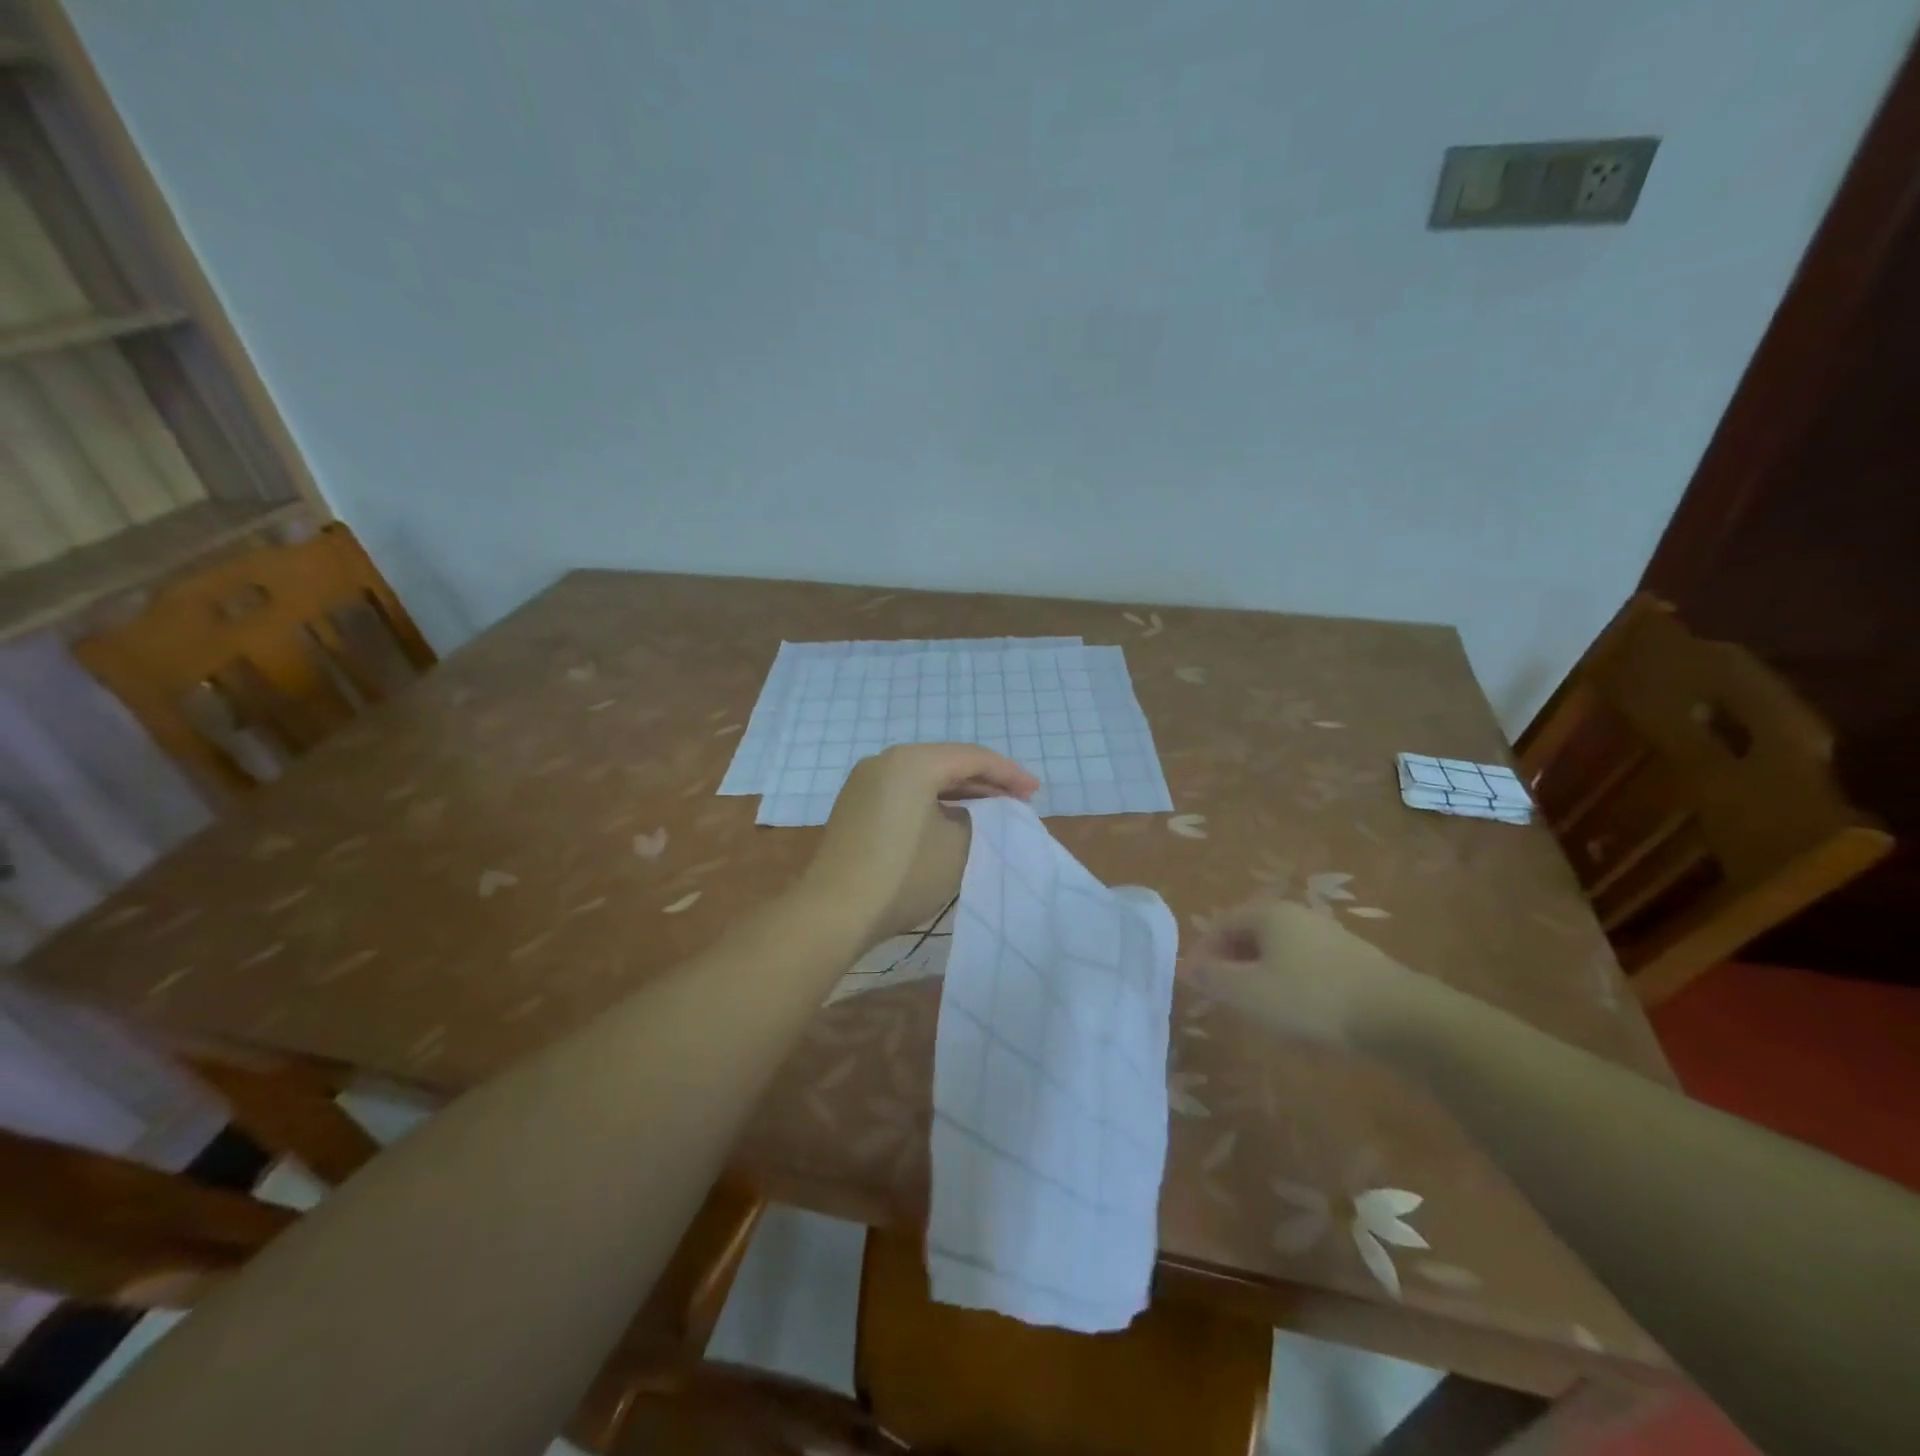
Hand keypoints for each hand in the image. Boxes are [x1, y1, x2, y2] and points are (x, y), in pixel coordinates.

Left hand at [797, 744, 1039, 947]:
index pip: (971, 757)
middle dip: (984, 780)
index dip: (1008, 773)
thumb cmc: (904, 874)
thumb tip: (967, 812)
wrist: (834, 911)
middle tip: (1018, 799)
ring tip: (991, 808)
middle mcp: (884, 761)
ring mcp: (864, 782)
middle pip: (946, 762)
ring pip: (924, 777)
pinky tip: (952, 817)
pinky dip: (931, 801)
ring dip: (958, 791)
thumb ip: (976, 817)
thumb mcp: (958, 845)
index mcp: (911, 761)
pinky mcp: (855, 805)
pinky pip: (904, 791)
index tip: (1034, 793)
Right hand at [1183, 901, 1428, 1045]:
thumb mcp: (1248, 993)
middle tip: (1226, 999)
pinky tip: (1300, 1014)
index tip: (1199, 986)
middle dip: (1232, 964)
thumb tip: (1187, 966)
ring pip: (1278, 951)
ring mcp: (1327, 934)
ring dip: (1261, 976)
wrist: (1398, 1016)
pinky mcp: (1352, 958)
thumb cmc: (1311, 998)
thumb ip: (1212, 978)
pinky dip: (1291, 984)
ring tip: (1260, 1010)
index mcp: (1267, 913)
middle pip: (1249, 935)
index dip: (1204, 953)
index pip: (1220, 924)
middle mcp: (1296, 914)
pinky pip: (1305, 965)